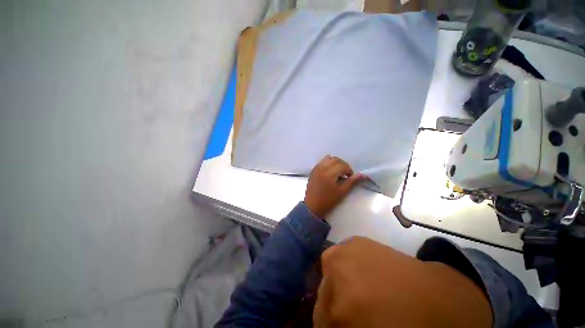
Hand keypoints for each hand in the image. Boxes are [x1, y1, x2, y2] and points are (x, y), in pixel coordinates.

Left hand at [303, 156, 365, 218]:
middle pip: (336, 160)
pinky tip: (330, 172)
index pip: (342, 165)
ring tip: (337, 172)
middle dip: (343, 165)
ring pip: (328, 158)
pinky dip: (328, 163)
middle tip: (345, 175)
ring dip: (335, 163)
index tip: (349, 178)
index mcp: (329, 173)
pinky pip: (322, 161)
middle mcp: (322, 167)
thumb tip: (363, 175)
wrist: (312, 206)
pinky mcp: (313, 170)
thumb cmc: (328, 200)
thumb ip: (352, 181)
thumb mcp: (342, 192)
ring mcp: (316, 168)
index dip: (349, 170)